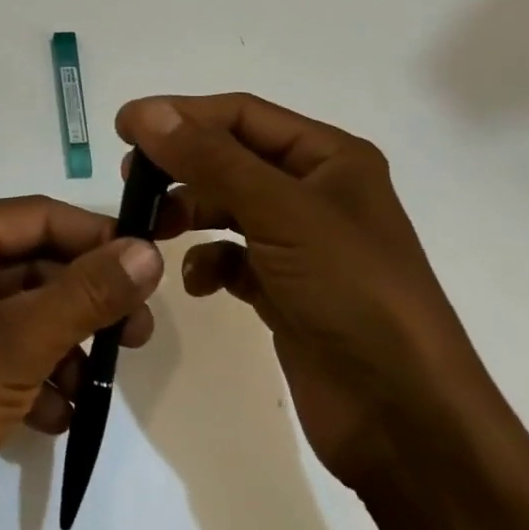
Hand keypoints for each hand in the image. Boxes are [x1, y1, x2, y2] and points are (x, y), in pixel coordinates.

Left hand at [0, 197, 163, 529]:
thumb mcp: (20, 342)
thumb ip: (88, 294)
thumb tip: (148, 252)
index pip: (40, 216)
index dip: (98, 240)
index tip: (152, 270)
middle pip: (33, 265)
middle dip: (84, 304)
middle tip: (137, 336)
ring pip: (21, 313)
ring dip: (62, 346)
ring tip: (94, 387)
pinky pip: (0, 350)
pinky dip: (32, 376)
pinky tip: (55, 416)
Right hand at [117, 94, 488, 488]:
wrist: (404, 417)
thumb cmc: (350, 291)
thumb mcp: (281, 212)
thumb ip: (209, 159)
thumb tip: (145, 112)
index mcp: (329, 157)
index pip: (242, 115)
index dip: (182, 114)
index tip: (124, 126)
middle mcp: (316, 192)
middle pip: (232, 158)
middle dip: (182, 165)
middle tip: (132, 178)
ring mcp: (301, 244)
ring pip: (228, 208)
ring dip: (190, 213)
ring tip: (156, 229)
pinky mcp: (286, 290)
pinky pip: (234, 258)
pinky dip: (210, 264)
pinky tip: (199, 284)